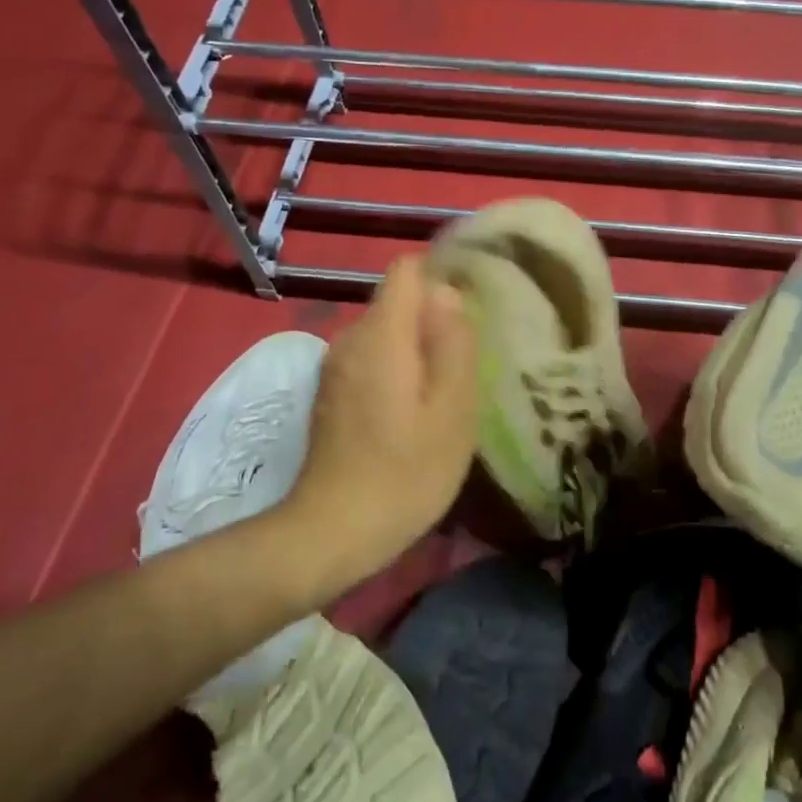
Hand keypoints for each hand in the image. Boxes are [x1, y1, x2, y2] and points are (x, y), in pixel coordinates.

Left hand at [280, 256, 478, 593]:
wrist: (331, 533)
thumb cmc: (405, 472)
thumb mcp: (452, 410)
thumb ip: (454, 343)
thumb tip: (447, 294)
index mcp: (382, 334)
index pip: (407, 269)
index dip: (442, 278)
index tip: (471, 313)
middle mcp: (350, 339)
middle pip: (397, 302)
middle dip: (434, 321)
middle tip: (466, 366)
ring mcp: (335, 367)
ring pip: (386, 333)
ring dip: (417, 350)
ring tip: (445, 393)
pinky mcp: (330, 394)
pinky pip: (371, 360)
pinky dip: (397, 371)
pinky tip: (412, 414)